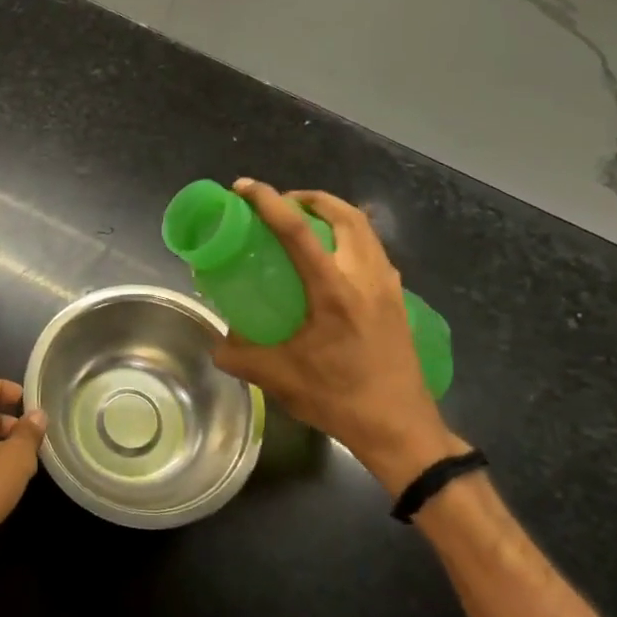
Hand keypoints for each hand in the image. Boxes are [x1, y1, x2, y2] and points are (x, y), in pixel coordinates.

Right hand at [212, 179, 465, 497]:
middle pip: (343, 213)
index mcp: (333, 290)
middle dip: (310, 197)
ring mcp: (388, 286)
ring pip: (364, 228)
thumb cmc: (339, 399)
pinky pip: (375, 250)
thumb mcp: (279, 378)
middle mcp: (365, 276)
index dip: (267, 201)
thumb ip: (240, 357)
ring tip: (307, 223)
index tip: (244, 187)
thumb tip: (216, 344)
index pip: (297, 230)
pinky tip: (336, 260)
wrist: (400, 429)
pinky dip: (352, 237)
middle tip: (282, 203)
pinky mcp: (399, 299)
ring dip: (335, 214)